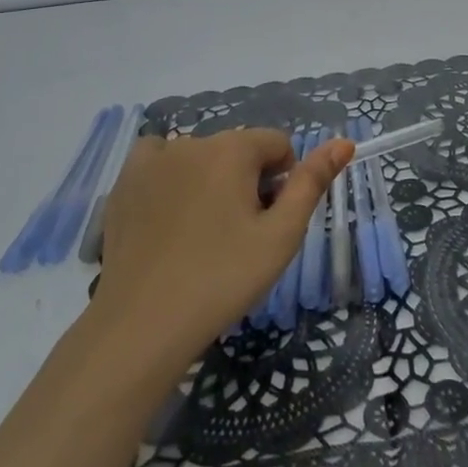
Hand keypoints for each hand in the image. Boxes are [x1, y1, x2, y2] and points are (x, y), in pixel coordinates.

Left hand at [94, 128, 353, 362]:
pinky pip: (159, 162)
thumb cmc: (222, 280)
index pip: (277, 145)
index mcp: (233, 148)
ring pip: (201, 157)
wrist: (142, 326)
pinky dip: (170, 178)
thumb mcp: (281, 236)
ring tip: (201, 235)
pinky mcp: (124, 182)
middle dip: (246, 182)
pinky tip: (167, 216)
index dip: (282, 182)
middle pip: (238, 150)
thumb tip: (343, 142)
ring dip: (210, 181)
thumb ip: (312, 183)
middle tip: (236, 237)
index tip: (268, 223)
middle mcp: (191, 141)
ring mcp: (153, 159)